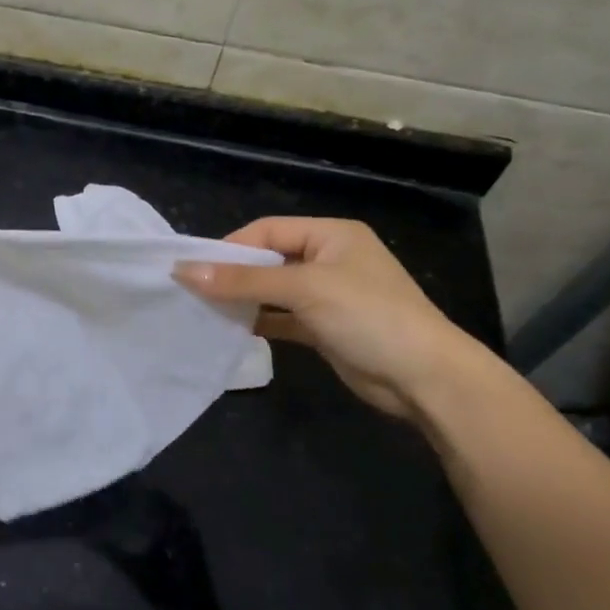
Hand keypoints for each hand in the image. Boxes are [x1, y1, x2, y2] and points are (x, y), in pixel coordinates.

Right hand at [176, 217, 482, 419]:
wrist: (424, 378)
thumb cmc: (368, 316)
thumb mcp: (304, 289)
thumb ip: (244, 281)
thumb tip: (185, 272)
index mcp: (332, 235)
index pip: (268, 230)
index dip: (231, 247)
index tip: (195, 269)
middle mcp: (329, 259)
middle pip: (268, 259)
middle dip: (233, 274)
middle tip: (194, 291)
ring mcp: (328, 296)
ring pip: (273, 291)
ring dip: (243, 300)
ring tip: (205, 311)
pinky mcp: (325, 328)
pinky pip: (282, 318)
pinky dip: (259, 321)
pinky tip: (232, 329)